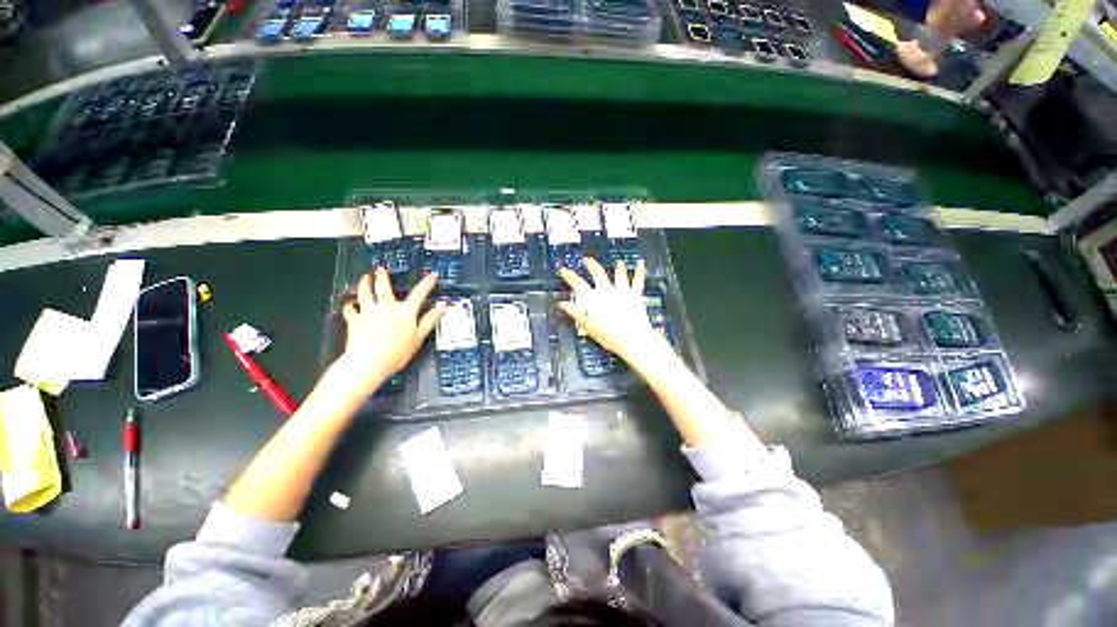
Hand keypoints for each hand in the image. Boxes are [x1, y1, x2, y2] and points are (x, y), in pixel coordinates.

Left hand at [338, 269, 445, 391]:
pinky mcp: (354, 320)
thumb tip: (442, 306)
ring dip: (364, 284)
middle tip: (380, 269)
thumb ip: (430, 320)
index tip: (433, 275)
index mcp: (405, 312)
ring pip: (365, 293)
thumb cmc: (397, 353)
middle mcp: (387, 307)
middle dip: (383, 277)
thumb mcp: (419, 338)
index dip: (427, 283)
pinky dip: (350, 306)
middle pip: (384, 287)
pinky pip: (350, 309)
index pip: (419, 294)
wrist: (368, 362)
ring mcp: (368, 312)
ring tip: (365, 278)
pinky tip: (350, 305)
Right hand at [558, 258, 669, 365]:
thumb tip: (564, 304)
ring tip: (617, 262)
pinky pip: (637, 280)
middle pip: (598, 273)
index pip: (578, 284)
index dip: (569, 276)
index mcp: (594, 299)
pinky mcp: (635, 295)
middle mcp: (607, 291)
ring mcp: (622, 292)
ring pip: (619, 274)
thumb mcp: (588, 326)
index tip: (564, 270)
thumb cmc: (610, 336)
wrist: (633, 339)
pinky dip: (639, 270)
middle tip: (587, 260)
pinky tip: (640, 262)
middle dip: (591, 265)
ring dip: (617, 267)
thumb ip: (575, 313)